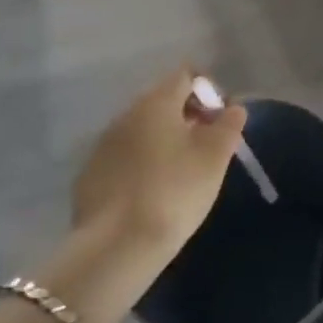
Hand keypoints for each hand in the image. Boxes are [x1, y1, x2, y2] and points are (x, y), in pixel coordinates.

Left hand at [70, 67, 248, 261]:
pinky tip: (151, 193)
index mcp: (156, 102)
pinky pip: (123, 157)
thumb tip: (232, 107)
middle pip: (162, 101)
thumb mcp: (215, 157)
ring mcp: (102, 145)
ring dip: (163, 141)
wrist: (115, 247)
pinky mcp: (89, 176)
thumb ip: (228, 124)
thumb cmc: (174, 191)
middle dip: (187, 117)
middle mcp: (126, 114)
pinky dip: (141, 164)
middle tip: (206, 148)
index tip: (220, 121)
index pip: (186, 75)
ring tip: (180, 173)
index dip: (208, 91)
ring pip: (141, 130)